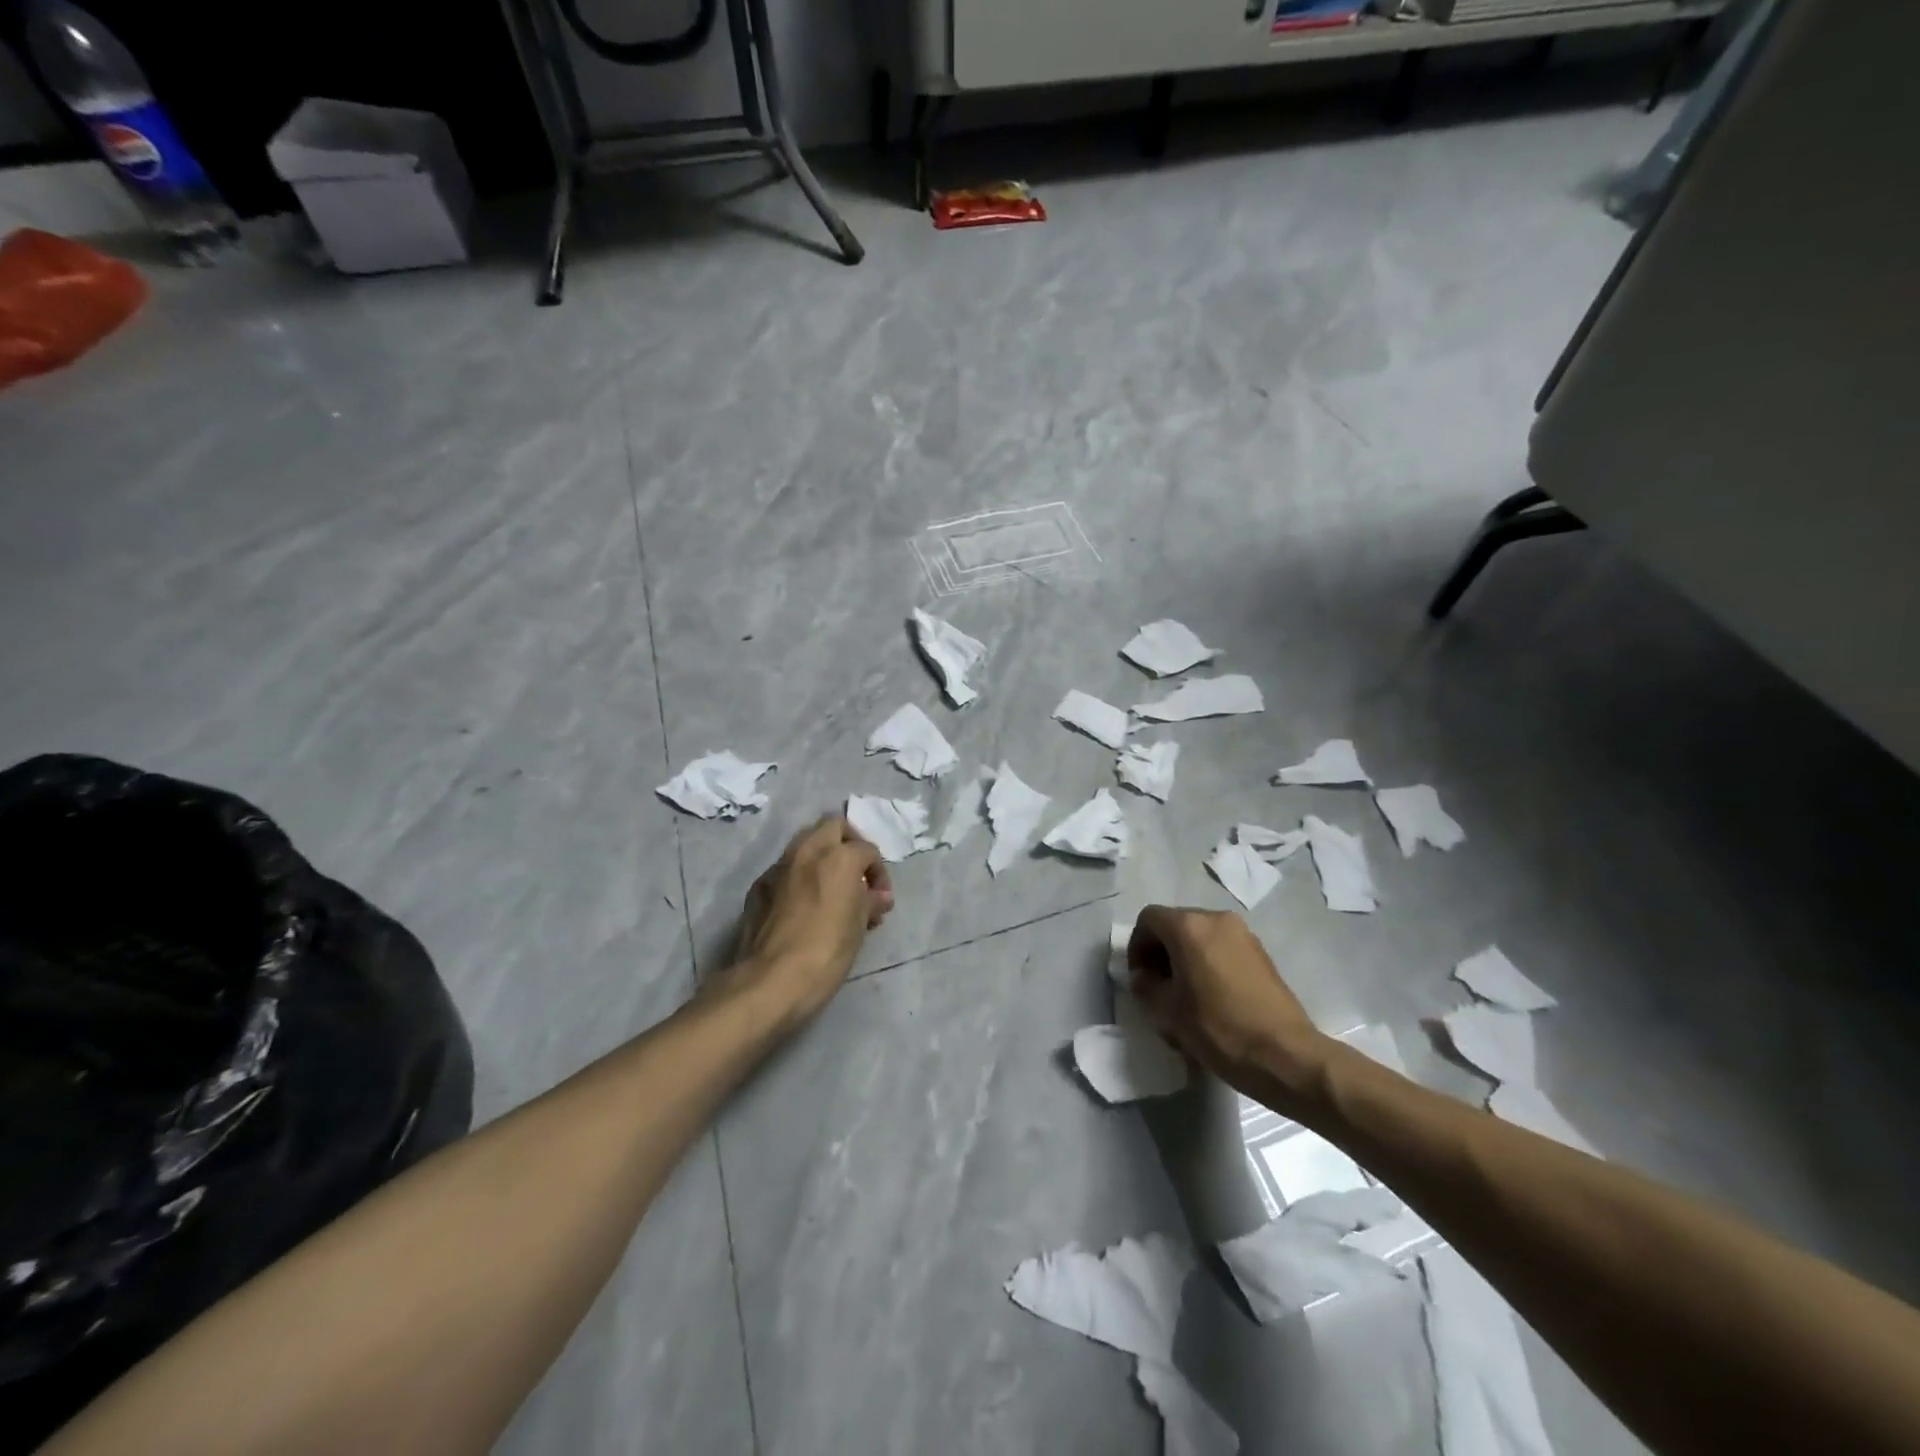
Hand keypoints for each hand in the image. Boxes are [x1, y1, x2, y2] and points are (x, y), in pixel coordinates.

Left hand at [721, 815, 893, 1028]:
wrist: (772, 980)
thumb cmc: (827, 951)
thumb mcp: (858, 926)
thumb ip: (870, 902)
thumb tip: (879, 897)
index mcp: (839, 857)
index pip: (867, 850)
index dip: (879, 872)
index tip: (880, 898)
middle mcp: (807, 851)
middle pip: (833, 826)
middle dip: (848, 843)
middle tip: (856, 873)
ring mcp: (779, 866)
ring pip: (805, 842)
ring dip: (822, 856)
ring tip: (831, 887)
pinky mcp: (759, 886)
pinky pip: (785, 869)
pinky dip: (799, 876)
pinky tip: (803, 904)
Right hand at [1127, 906, 1329, 1110]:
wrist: (1286, 1055)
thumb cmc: (1219, 1028)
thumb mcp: (1167, 1011)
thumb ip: (1146, 986)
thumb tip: (1144, 977)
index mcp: (1189, 926)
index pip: (1149, 919)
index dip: (1136, 947)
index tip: (1140, 979)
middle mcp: (1216, 919)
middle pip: (1175, 924)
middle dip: (1161, 952)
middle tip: (1159, 988)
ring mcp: (1244, 934)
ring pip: (1200, 936)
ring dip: (1185, 958)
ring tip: (1186, 996)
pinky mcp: (1262, 953)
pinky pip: (1222, 948)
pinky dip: (1208, 963)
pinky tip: (1212, 998)